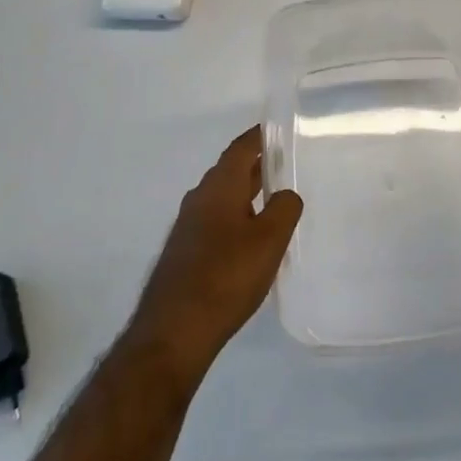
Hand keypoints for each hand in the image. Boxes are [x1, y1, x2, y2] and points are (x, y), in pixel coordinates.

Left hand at [127, 127, 302, 385]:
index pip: (240, 149)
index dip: (260, 137)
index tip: (279, 129)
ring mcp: (188, 227)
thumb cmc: (226, 277)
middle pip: (230, 171)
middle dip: (256, 164)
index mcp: (219, 187)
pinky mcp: (185, 252)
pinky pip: (216, 220)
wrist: (174, 331)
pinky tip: (251, 237)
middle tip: (285, 162)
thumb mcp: (269, 240)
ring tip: (274, 198)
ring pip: (222, 197)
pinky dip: (237, 216)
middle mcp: (199, 199)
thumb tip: (286, 194)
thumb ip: (284, 208)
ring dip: (246, 192)